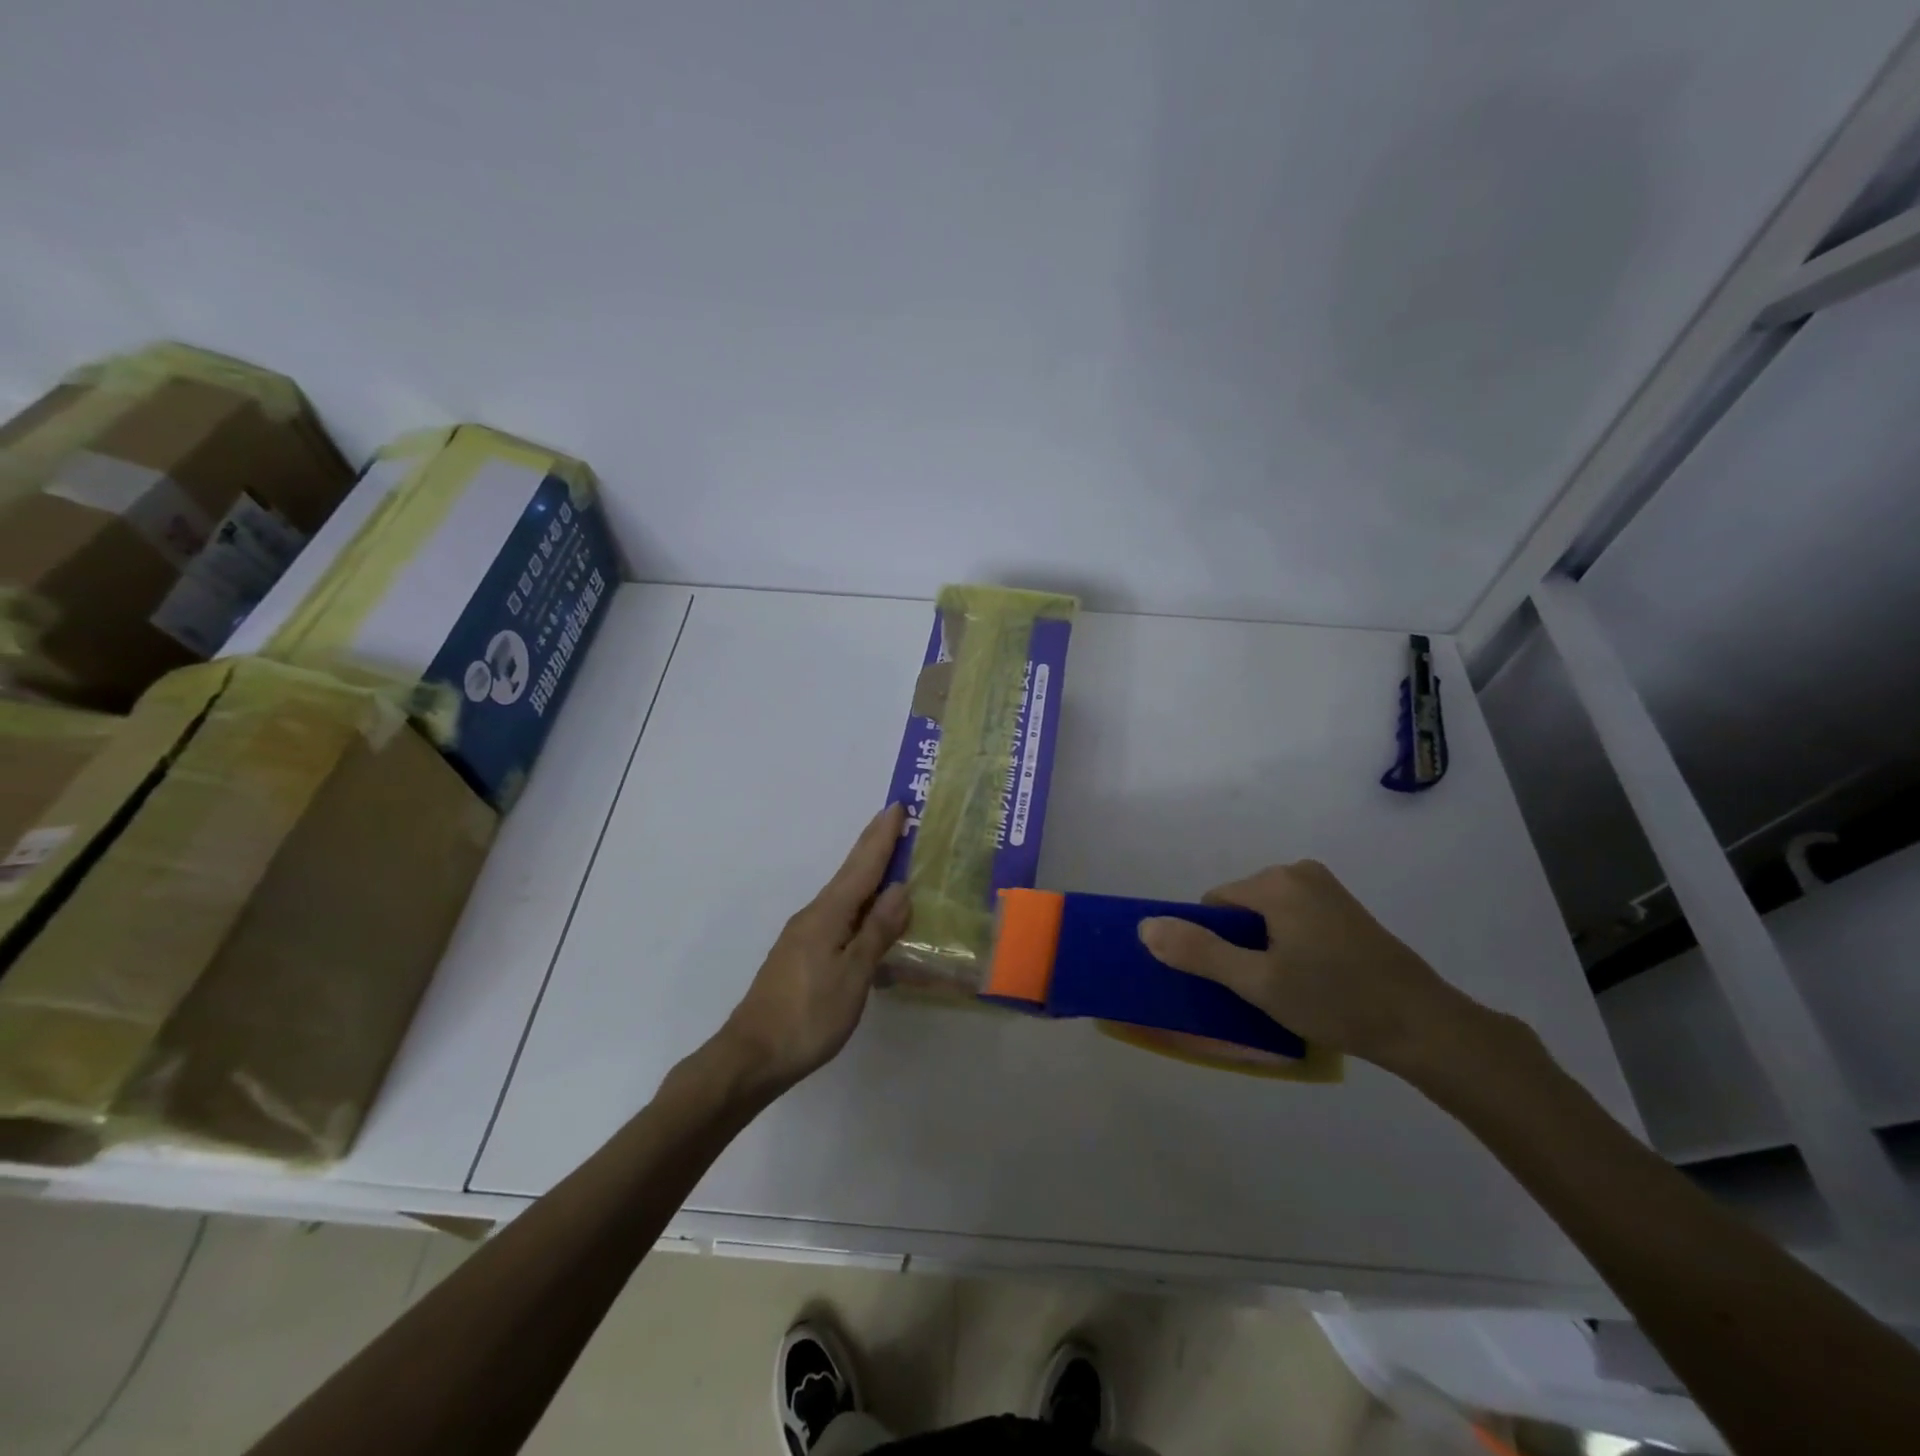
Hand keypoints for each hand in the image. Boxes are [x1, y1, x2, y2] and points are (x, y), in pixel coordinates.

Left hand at [719, 804, 911, 1093]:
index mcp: (828, 914)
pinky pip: (838, 918)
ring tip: (891, 864)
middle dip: (874, 846)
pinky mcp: (800, 955)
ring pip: (844, 896)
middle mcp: (814, 915)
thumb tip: (899, 889)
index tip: (898, 806)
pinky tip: (868, 919)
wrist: (752, 1056)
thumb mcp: (853, 975)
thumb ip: (877, 931)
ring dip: (867, 874)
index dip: (882, 837)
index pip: (862, 866)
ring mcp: (804, 935)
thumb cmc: (809, 1016)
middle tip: (897, 822)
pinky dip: (858, 905)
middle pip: (850, 873)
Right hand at [1138, 859, 1481, 1073]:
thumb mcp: (1257, 982)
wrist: (1423, 1026)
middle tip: (1264, 989)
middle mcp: (1299, 872)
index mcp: (1275, 882)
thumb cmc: (1334, 1000)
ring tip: (1289, 989)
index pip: (1214, 905)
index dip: (1214, 944)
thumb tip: (1146, 927)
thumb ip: (1199, 952)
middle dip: (1241, 945)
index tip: (1236, 980)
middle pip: (1240, 908)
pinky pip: (1294, 918)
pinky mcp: (1344, 908)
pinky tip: (1311, 979)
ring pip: (1267, 916)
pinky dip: (1290, 944)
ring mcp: (1326, 888)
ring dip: (1266, 948)